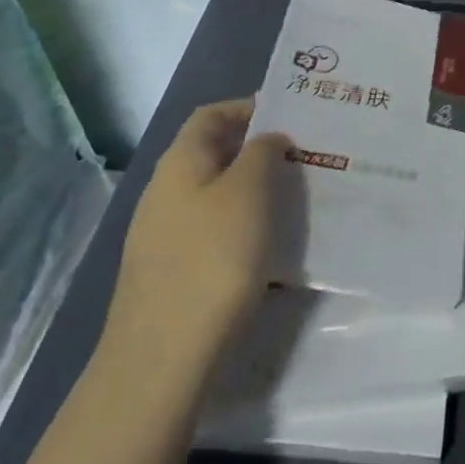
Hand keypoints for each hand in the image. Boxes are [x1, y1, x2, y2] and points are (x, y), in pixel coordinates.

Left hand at [107, 99, 290, 372]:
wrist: (162, 356)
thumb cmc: (213, 258)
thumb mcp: (249, 191)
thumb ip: (263, 152)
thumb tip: (268, 139)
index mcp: (180, 161)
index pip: (211, 114)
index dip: (248, 107)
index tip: (290, 115)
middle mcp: (165, 190)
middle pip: (213, 152)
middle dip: (257, 149)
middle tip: (302, 156)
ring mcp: (163, 233)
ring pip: (215, 192)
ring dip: (252, 188)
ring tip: (293, 197)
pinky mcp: (171, 269)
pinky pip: (212, 228)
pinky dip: (241, 224)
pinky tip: (268, 244)